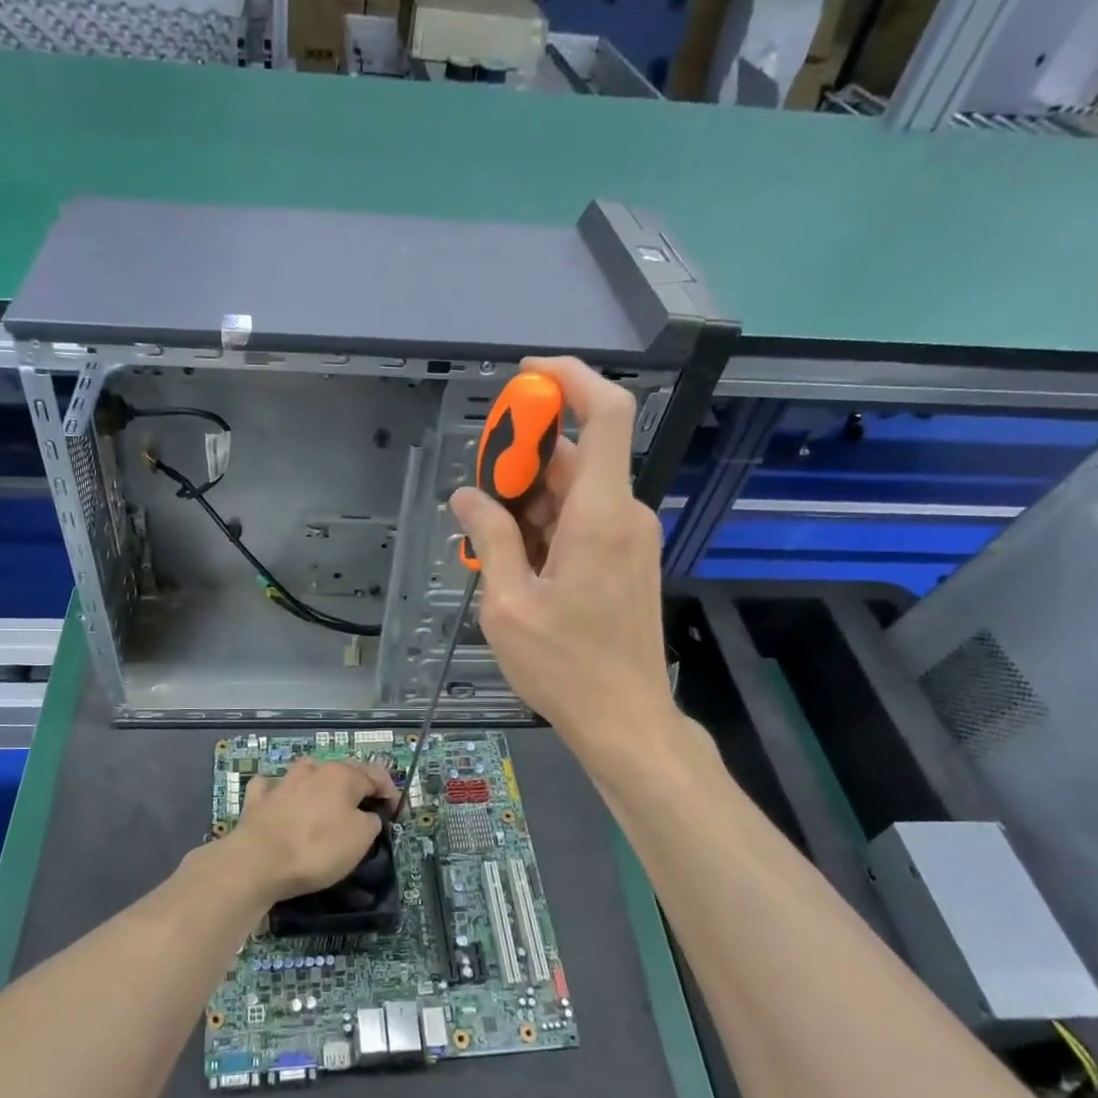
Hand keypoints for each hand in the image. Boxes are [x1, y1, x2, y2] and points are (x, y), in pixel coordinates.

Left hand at [221, 757, 398, 903]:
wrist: (257, 862)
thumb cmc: (317, 848)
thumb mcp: (360, 839)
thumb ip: (370, 821)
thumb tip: (367, 815)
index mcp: (342, 775)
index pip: (375, 775)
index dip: (390, 791)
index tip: (397, 812)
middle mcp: (312, 769)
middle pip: (342, 771)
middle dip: (357, 786)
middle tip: (367, 808)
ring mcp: (282, 781)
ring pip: (307, 773)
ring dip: (319, 783)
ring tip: (325, 802)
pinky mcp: (257, 799)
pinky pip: (272, 788)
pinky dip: (280, 792)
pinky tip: (280, 800)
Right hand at [450, 356, 677, 755]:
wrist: (625, 720)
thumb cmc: (565, 666)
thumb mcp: (508, 603)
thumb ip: (490, 539)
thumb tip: (467, 497)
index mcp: (601, 515)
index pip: (607, 413)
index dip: (571, 379)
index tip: (525, 377)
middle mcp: (624, 515)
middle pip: (578, 456)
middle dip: (524, 458)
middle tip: (477, 491)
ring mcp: (630, 539)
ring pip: (578, 491)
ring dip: (530, 498)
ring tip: (486, 535)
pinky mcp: (627, 562)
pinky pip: (586, 520)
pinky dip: (548, 523)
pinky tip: (514, 559)